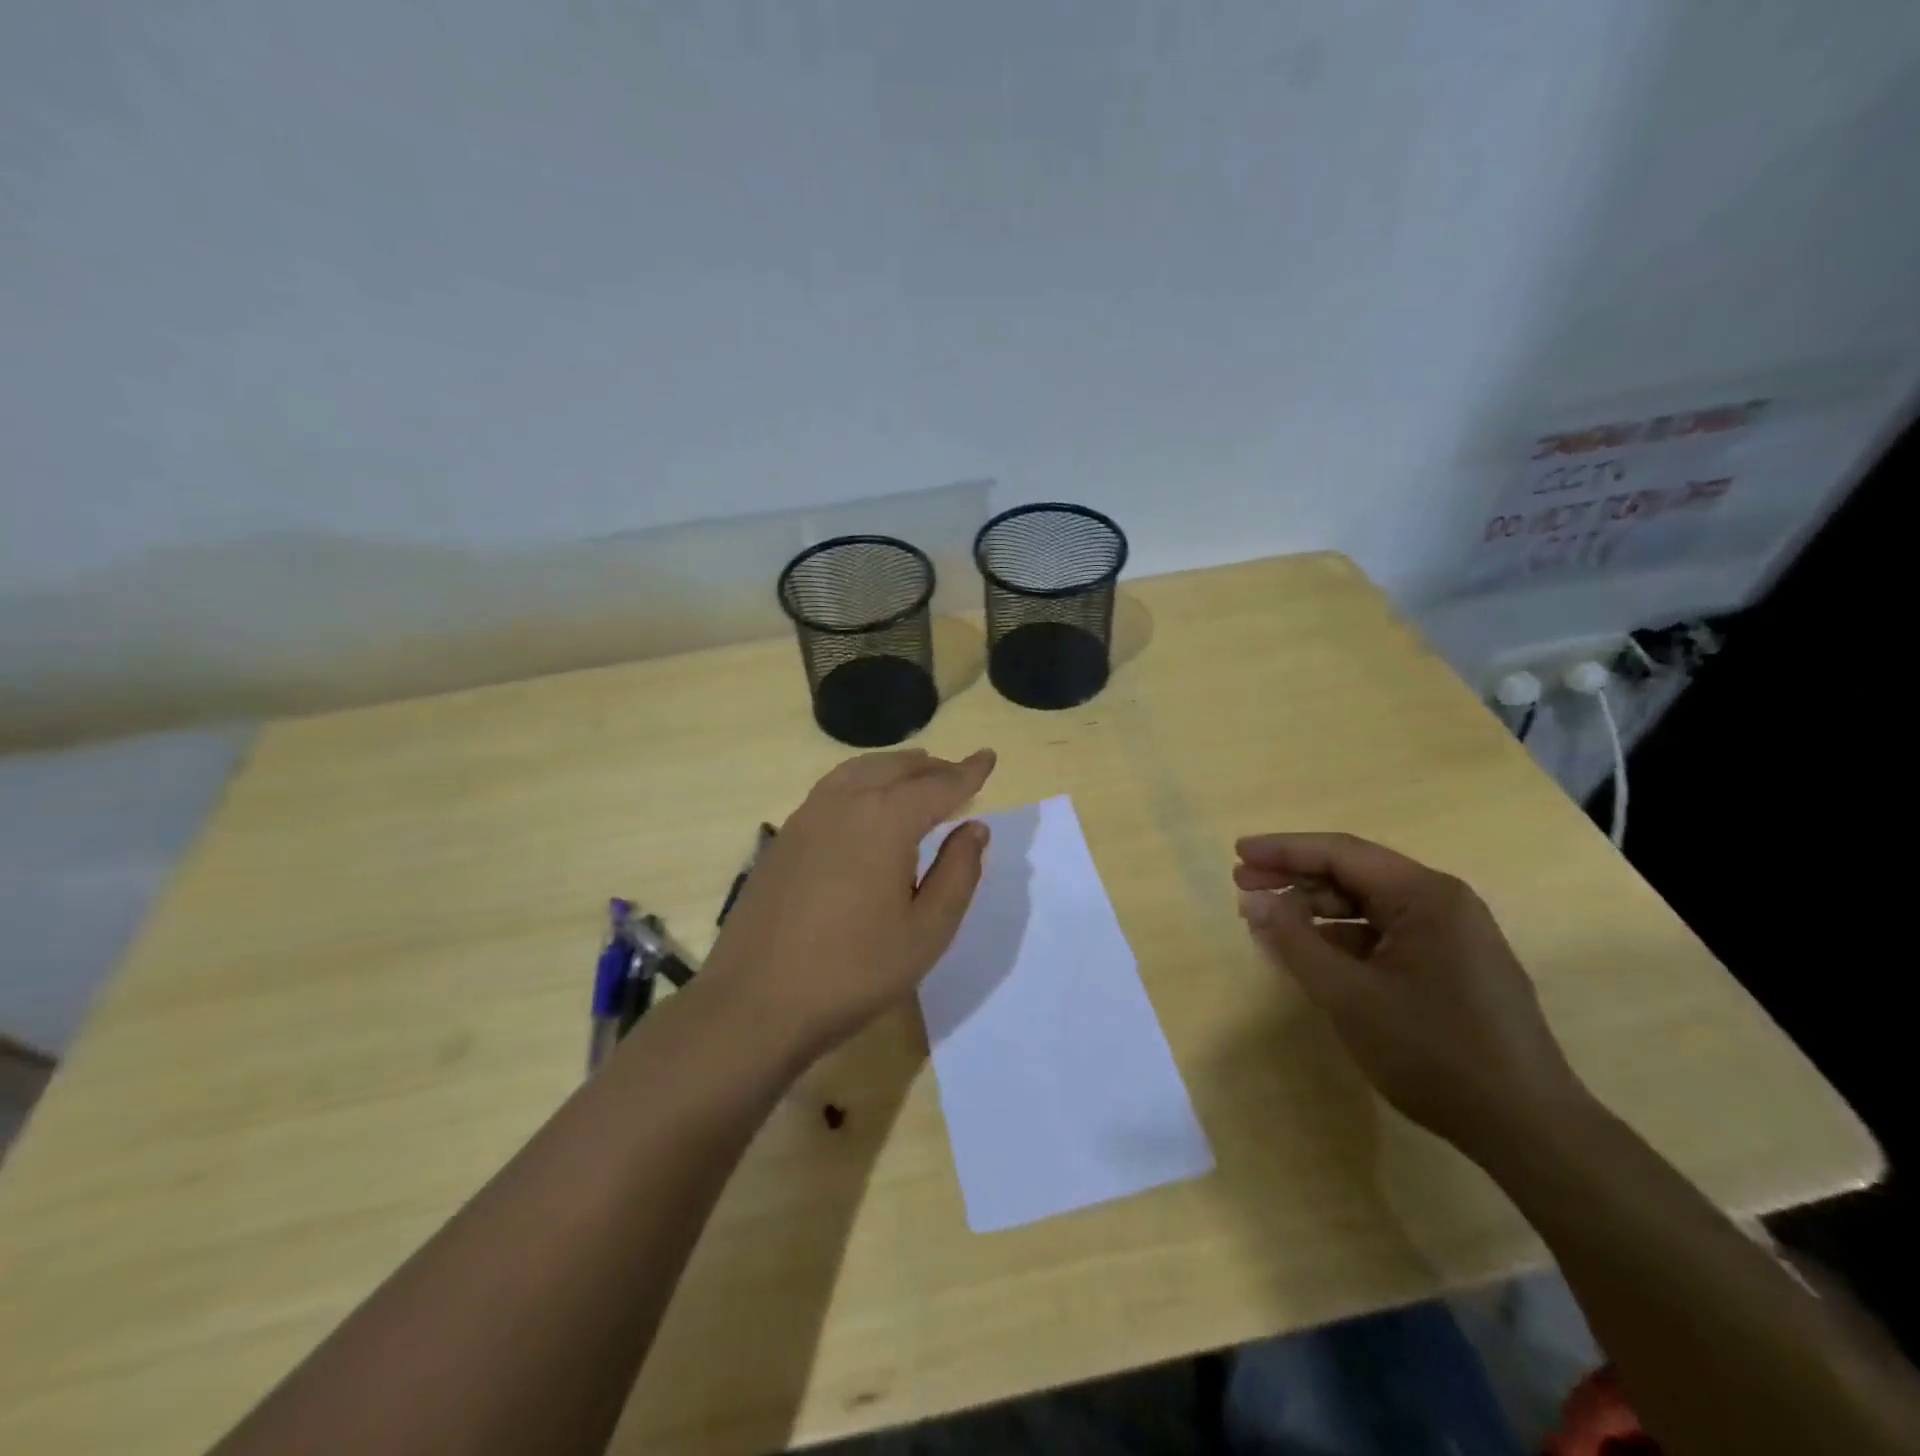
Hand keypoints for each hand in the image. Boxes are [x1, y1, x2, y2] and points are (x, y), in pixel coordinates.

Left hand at [704, 748, 996, 1061]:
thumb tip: (975, 828)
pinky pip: (832, 789)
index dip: (968, 772)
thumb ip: (958, 873)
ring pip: (858, 771)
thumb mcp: (927, 931)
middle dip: (932, 768)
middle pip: (896, 769)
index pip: (938, 785)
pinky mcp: (783, 837)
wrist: (756, 1002)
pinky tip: (865, 803)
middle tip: (958, 773)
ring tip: (915, 775)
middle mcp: (845, 803)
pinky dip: (861, 781)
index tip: (989, 756)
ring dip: (893, 768)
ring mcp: (807, 817)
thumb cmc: (854, 971)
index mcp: (885, 820)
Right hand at [1233, 832, 1588, 1157]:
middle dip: (1295, 878)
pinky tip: (1312, 954)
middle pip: (1354, 874)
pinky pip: (1385, 934)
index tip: (1237, 853)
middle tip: (1242, 885)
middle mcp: (1442, 902)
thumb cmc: (1433, 1052)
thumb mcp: (1348, 995)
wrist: (1529, 1129)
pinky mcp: (1452, 965)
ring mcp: (1452, 935)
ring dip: (1316, 910)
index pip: (1340, 853)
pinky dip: (1342, 938)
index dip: (1283, 850)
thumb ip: (1294, 941)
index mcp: (1425, 895)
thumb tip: (1255, 901)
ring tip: (1269, 923)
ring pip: (1368, 905)